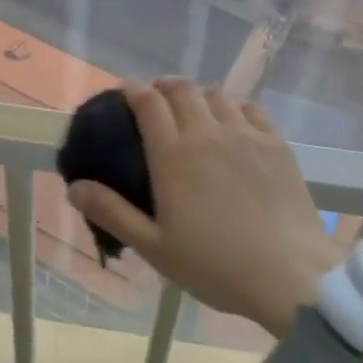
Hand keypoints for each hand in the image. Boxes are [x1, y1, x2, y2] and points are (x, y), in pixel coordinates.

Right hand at [66, 79, 339, 336]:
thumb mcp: (154, 247)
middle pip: (183, 90)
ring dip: (199, 95)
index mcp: (174, 156)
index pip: (149, 104)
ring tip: (194, 109)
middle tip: (156, 98)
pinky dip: (234, 107)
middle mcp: (208, 134)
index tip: (126, 91)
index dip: (134, 91)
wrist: (288, 275)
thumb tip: (74, 187)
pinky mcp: (277, 144)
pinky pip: (252, 109)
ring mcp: (247, 135)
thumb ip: (113, 212)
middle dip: (164, 86)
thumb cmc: (214, 266)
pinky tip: (233, 123)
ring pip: (218, 95)